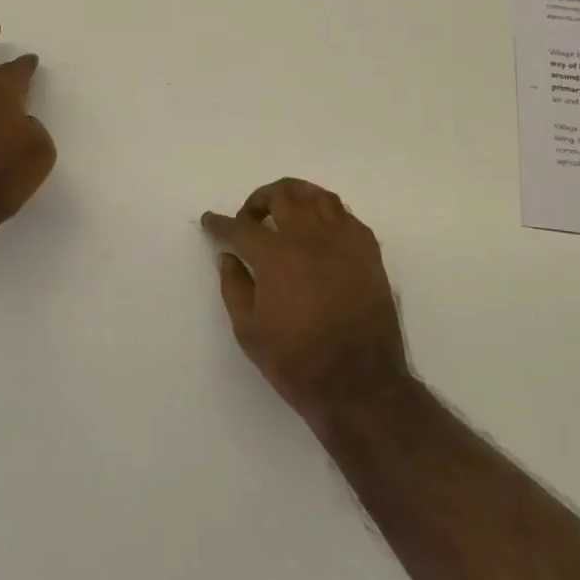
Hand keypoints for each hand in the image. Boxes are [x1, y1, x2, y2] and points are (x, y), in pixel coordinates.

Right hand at [202, 178, 410, 424]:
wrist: (359, 383)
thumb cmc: (297, 361)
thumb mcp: (249, 331)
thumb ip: (234, 287)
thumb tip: (228, 257)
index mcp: (276, 255)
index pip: (241, 228)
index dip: (221, 224)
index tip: (210, 221)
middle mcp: (310, 237)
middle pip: (283, 196)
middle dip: (258, 200)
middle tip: (249, 217)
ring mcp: (344, 241)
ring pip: (318, 196)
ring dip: (295, 195)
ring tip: (285, 210)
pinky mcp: (368, 252)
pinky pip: (346, 216)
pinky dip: (327, 214)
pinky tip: (319, 230)